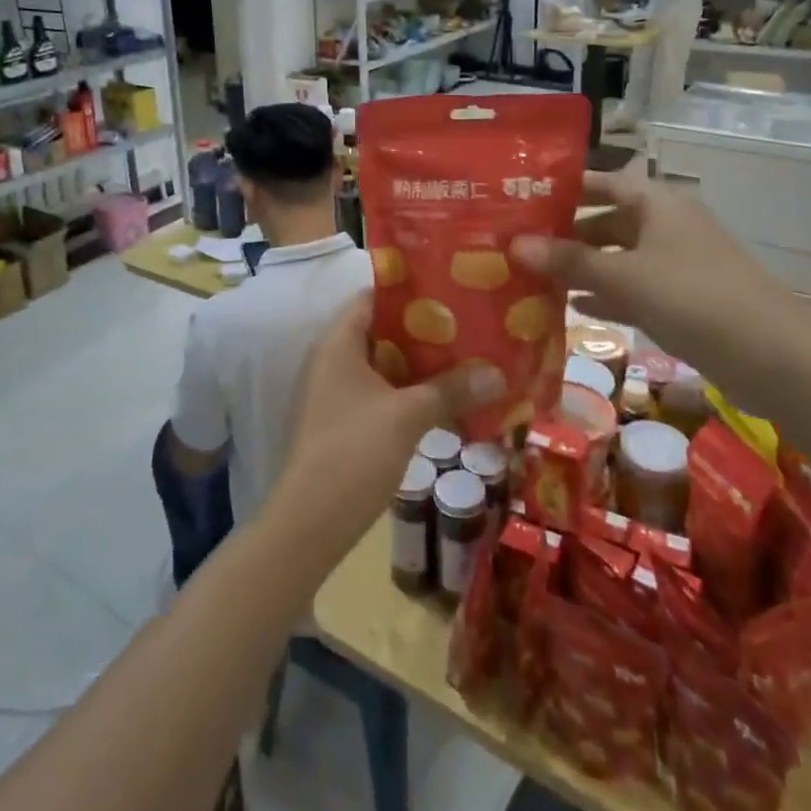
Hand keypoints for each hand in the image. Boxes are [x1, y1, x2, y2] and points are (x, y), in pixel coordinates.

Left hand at [271, 296, 505, 552]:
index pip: (373, 297)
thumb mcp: (408, 415)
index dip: (409, 290)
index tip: (449, 289)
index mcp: (339, 342)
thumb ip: (452, 389)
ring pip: (385, 365)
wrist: (311, 522)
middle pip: (382, 331)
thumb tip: (499, 373)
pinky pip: (382, 393)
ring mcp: (337, 393)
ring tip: (467, 358)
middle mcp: (334, 360)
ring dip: (420, 365)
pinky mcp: (345, 422)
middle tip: (469, 325)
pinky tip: (445, 399)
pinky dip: (410, 392)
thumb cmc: (355, 450)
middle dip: (424, 330)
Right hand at [511, 168, 810, 412]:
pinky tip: (574, 307)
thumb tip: (513, 245)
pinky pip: (635, 287)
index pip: (600, 182)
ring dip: (583, 267)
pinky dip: (607, 294)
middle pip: (607, 220)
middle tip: (519, 245)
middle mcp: (667, 224)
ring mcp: (678, 262)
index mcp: (656, 203)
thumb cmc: (694, 298)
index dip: (563, 188)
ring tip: (534, 277)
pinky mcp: (686, 298)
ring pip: (619, 257)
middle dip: (566, 234)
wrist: (778, 358)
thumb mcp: (624, 278)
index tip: (521, 198)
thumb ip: (568, 262)